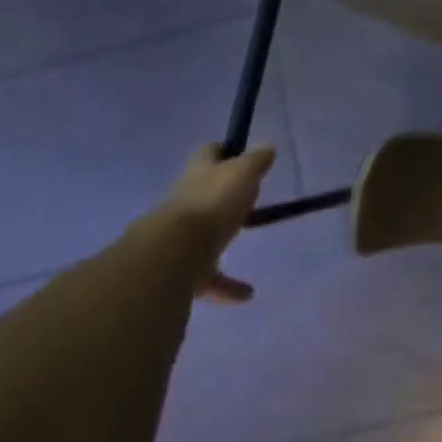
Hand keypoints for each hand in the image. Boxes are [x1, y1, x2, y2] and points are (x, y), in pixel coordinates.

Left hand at [161, 143, 274, 304]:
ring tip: (244, 244)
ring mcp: (179, 236)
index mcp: (198, 173)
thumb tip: (268, 146)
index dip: (223, 150)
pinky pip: (208, 276)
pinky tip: (246, 294)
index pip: (208, 153)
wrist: (173, 254)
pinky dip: (227, 285)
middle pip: (201, 191)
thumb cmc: (213, 203)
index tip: (238, 153)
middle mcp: (184, 200)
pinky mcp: (181, 269)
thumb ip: (256, 161)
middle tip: (244, 197)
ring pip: (201, 234)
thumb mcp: (243, 173)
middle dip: (218, 194)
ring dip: (219, 238)